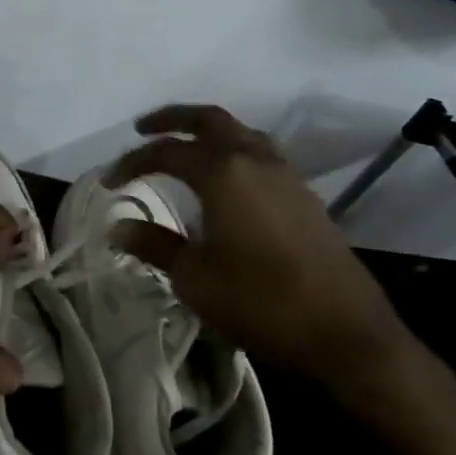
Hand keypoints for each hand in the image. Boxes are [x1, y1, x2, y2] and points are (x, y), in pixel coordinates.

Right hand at [107, 104, 411, 393]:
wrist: (347, 335)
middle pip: (209, 119)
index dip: (132, 162)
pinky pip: (261, 154)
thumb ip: (155, 244)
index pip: (166, 151)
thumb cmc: (261, 302)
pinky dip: (233, 151)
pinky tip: (226, 179)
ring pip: (241, 132)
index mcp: (223, 172)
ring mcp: (286, 176)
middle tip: (143, 128)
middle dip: (172, 118)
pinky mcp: (305, 197)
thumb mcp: (194, 278)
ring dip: (208, 132)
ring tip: (185, 146)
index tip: (108, 181)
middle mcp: (255, 160)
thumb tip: (119, 227)